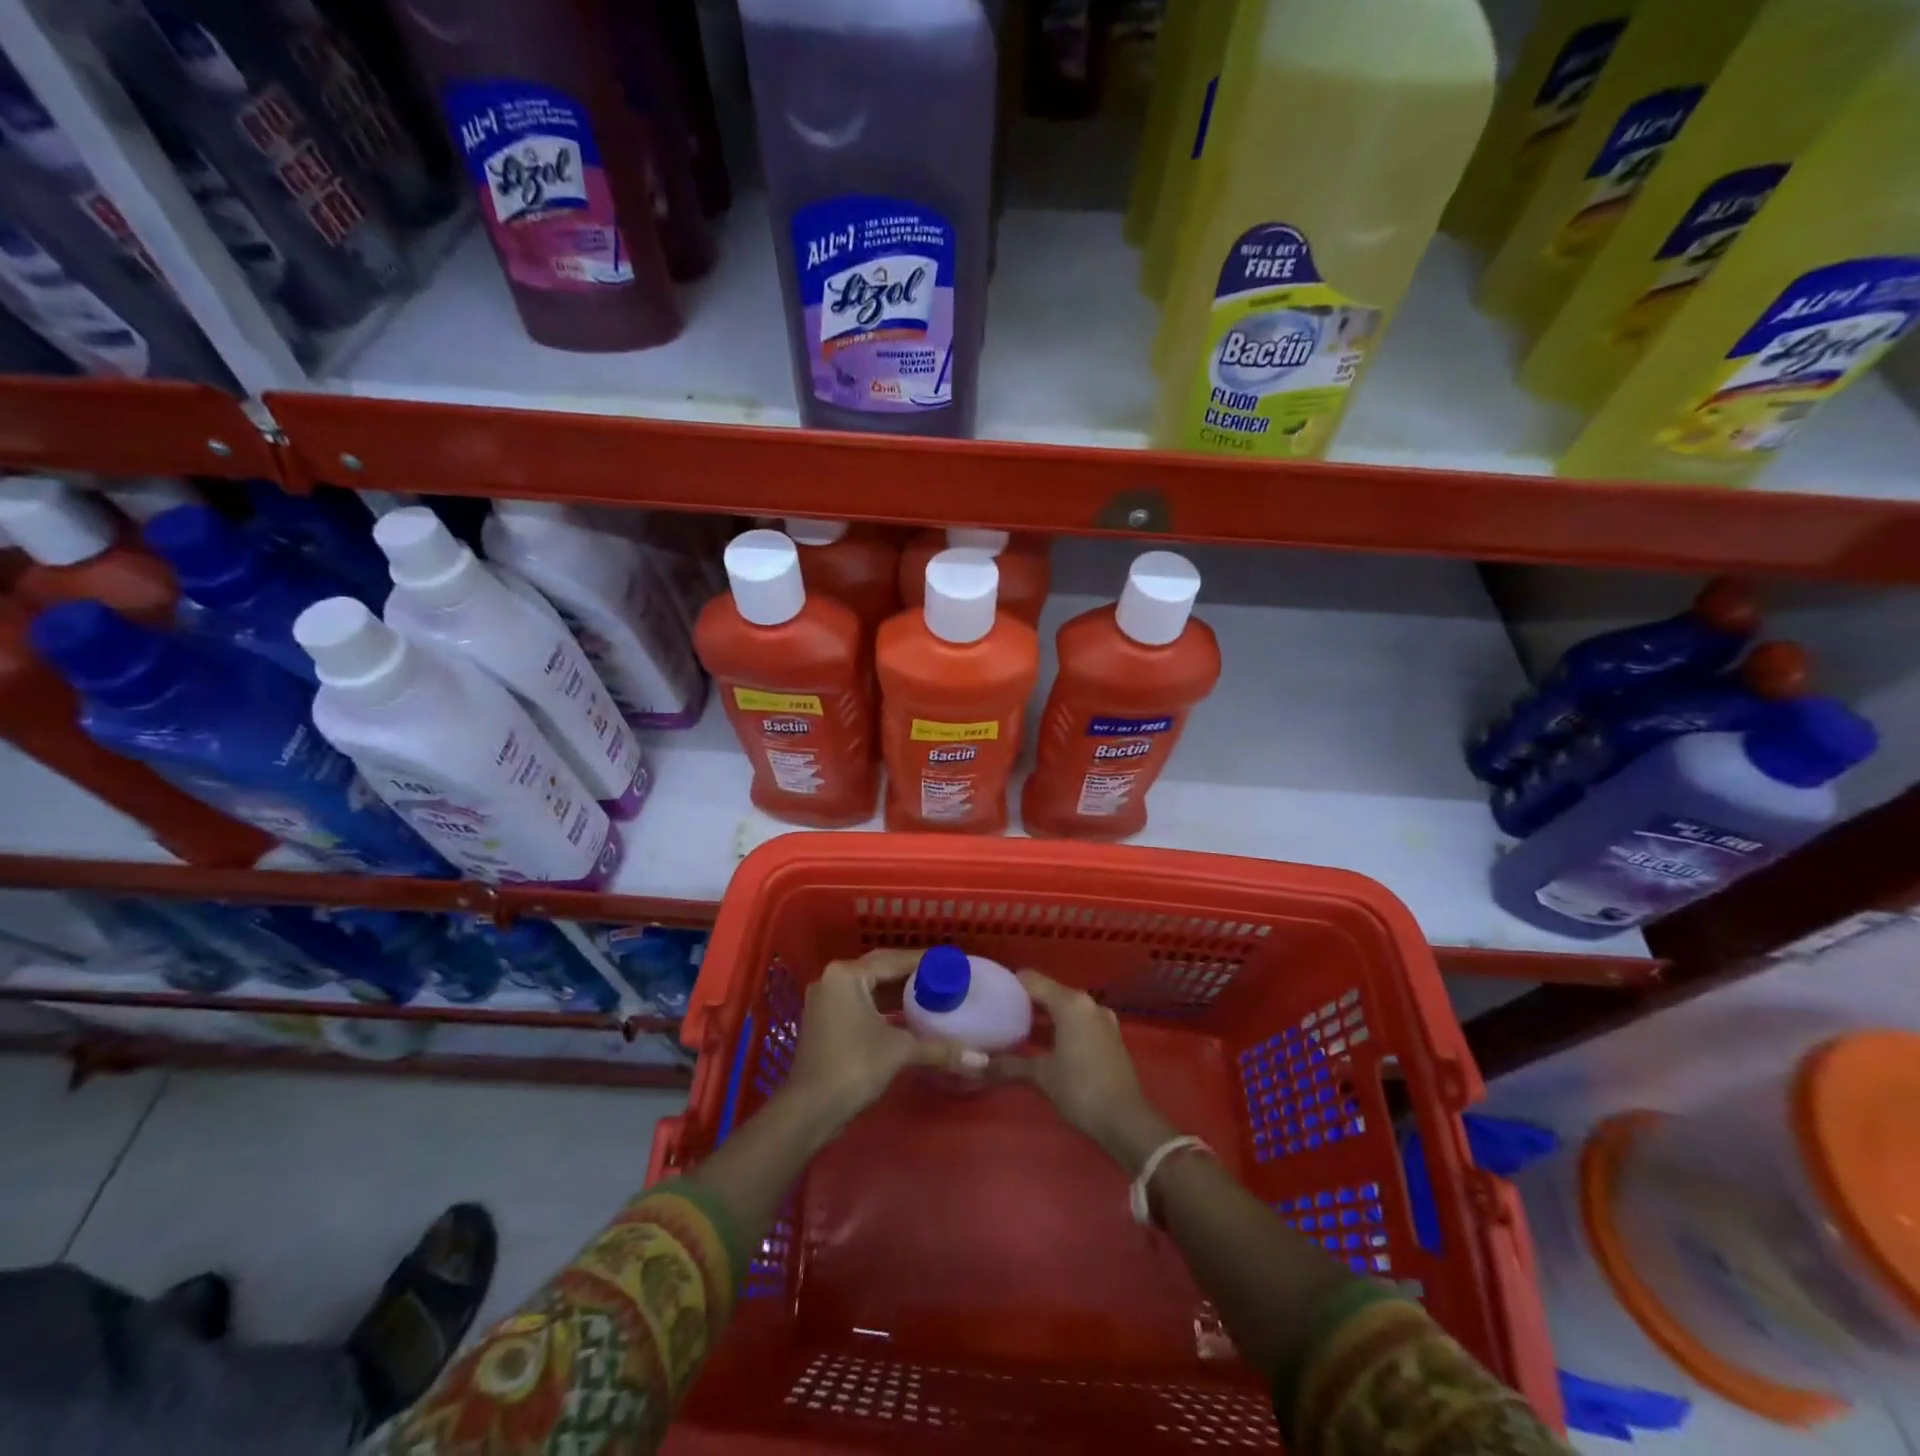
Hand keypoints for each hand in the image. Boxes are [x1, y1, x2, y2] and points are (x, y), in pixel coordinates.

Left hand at [782, 949, 979, 1133]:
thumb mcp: (900, 1052)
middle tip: (944, 978)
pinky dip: (884, 1007)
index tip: (952, 964)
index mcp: (848, 975)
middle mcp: (833, 979)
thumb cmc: (854, 1067)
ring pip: (870, 988)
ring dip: (898, 992)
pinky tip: (908, 1017)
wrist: (809, 1111)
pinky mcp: (825, 1021)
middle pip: (881, 969)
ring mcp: (826, 1000)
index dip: (926, 962)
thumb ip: (940, 1049)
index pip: (894, 959)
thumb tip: (981, 1059)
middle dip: (912, 974)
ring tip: (932, 995)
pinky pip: (861, 1003)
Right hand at [989, 971, 1176, 1173]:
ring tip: (1016, 1029)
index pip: (1032, 981)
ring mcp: (1102, 1020)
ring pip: (1065, 1008)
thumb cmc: (1081, 1090)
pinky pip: (1078, 1021)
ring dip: (1044, 1017)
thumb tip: (975, 1066)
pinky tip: (1043, 1045)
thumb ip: (1008, 1066)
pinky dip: (1060, 1027)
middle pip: (1050, 992)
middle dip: (1025, 1002)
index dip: (1010, 985)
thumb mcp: (1041, 1077)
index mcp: (1070, 1004)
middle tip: (998, 1013)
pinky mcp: (1110, 1037)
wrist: (1127, 1121)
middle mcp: (1088, 1004)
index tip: (990, 993)